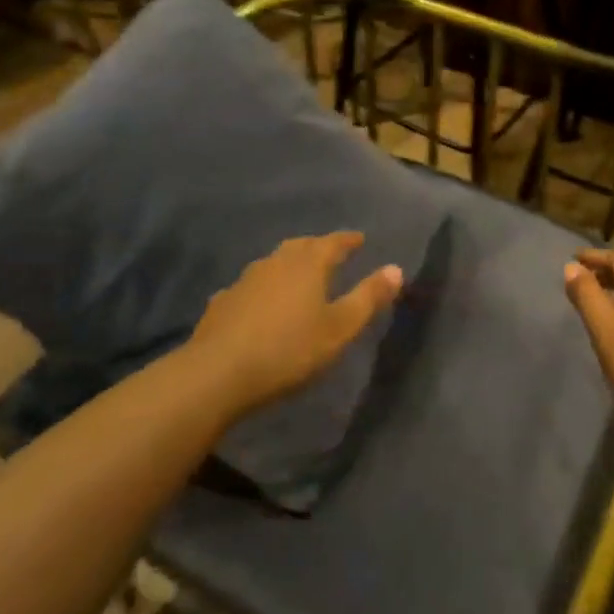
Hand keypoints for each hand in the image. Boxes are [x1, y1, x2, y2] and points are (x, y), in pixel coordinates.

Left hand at [189, 232, 403, 415]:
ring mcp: (245, 280)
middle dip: (318, 247)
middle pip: (300, 246)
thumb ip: (368, 297)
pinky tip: (261, 304)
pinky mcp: (222, 302)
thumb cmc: (289, 350)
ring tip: (298, 277)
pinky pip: (251, 287)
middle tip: (331, 253)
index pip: (333, 242)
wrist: (217, 373)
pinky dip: (264, 289)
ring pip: (273, 263)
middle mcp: (276, 263)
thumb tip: (396, 268)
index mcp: (308, 264)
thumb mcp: (339, 328)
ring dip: (289, 265)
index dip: (348, 240)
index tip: (359, 239)